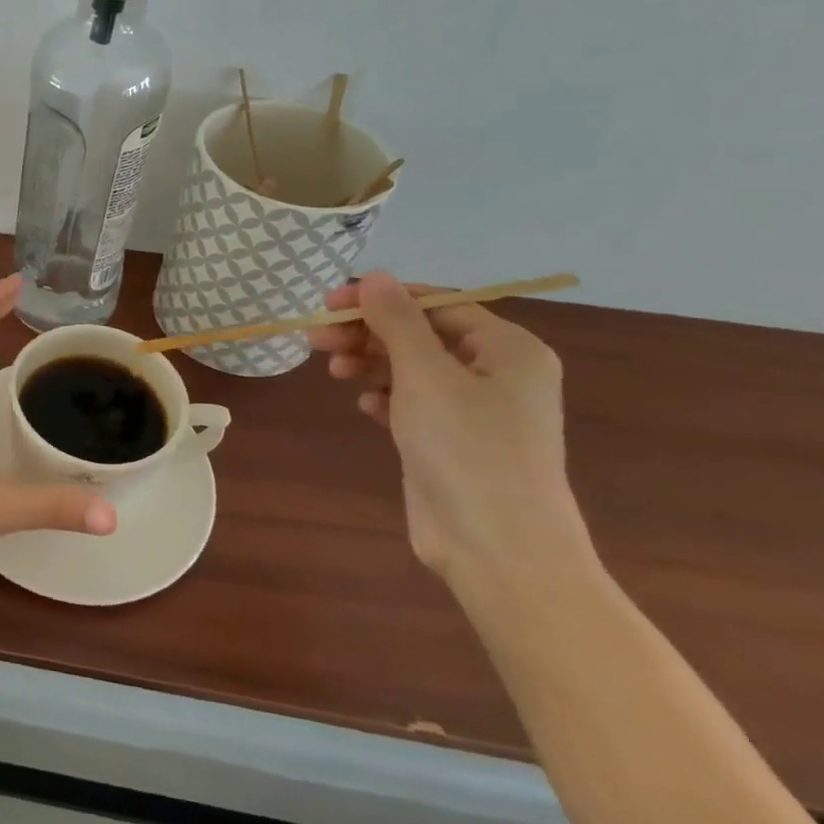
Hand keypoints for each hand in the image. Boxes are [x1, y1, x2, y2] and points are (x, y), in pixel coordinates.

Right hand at [309, 273, 595, 591]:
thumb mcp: (425, 374)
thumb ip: (396, 321)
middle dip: (367, 333)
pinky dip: (385, 396)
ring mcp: (477, 410)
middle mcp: (498, 373)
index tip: (328, 305)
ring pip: (412, 368)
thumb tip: (375, 276)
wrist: (498, 547)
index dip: (379, 299)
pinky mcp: (454, 441)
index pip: (435, 303)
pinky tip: (366, 405)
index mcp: (507, 348)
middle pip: (420, 334)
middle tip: (316, 339)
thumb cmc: (466, 448)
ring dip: (370, 362)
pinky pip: (414, 402)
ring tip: (333, 371)